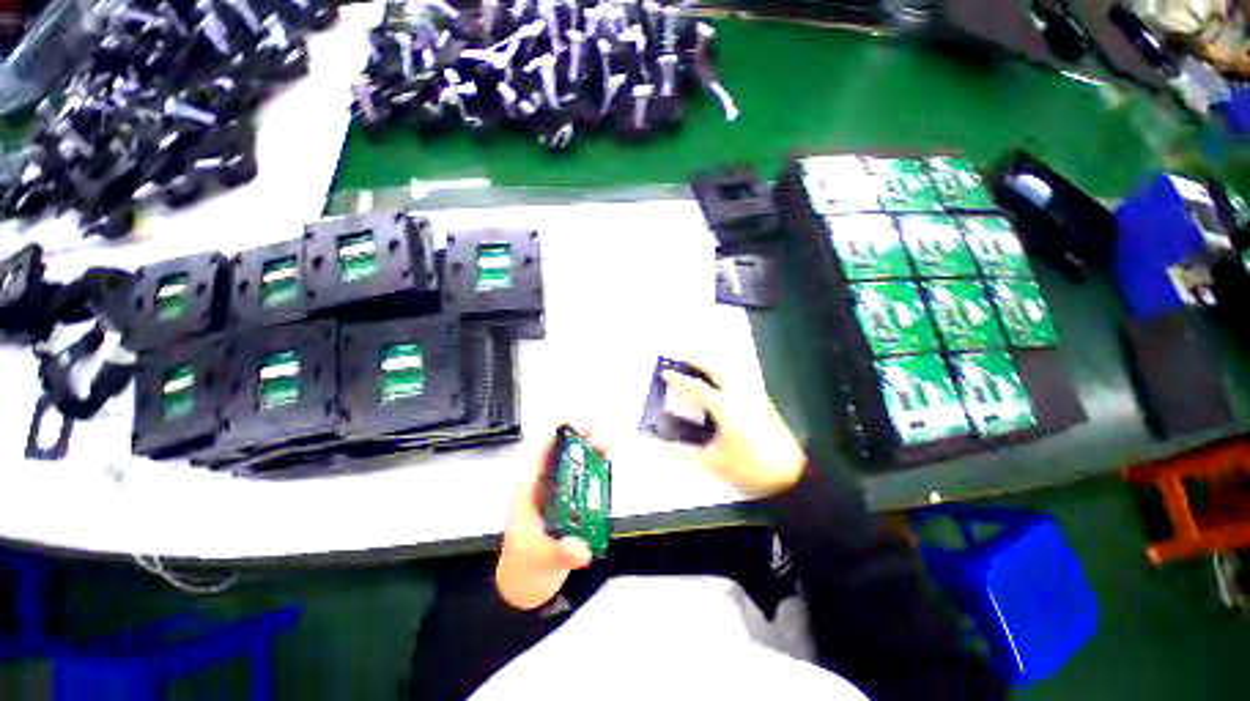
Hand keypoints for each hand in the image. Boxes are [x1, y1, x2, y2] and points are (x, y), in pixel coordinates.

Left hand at [495, 429, 596, 610]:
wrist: (525, 587)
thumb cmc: (523, 568)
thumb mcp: (540, 559)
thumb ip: (561, 554)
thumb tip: (581, 549)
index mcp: (528, 490)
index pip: (539, 452)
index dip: (556, 434)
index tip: (577, 425)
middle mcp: (541, 486)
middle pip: (561, 453)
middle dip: (581, 440)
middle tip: (603, 434)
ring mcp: (555, 494)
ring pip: (573, 463)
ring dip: (590, 451)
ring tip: (611, 443)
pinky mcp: (567, 503)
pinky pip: (581, 478)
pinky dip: (594, 468)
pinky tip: (608, 464)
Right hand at [661, 368, 805, 496]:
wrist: (791, 475)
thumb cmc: (751, 468)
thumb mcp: (715, 462)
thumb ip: (686, 452)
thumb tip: (665, 443)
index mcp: (726, 408)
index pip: (698, 388)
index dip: (679, 380)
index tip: (665, 372)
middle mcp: (740, 395)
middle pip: (718, 368)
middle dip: (699, 359)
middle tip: (682, 355)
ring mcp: (754, 396)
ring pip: (732, 370)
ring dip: (713, 363)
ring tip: (699, 363)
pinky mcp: (763, 402)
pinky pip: (740, 378)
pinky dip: (725, 372)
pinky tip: (719, 380)